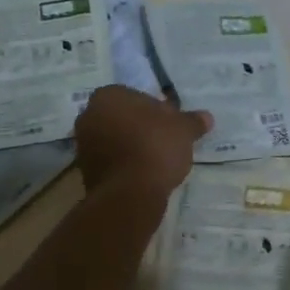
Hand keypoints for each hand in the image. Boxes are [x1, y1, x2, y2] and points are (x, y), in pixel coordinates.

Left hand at [73, 86, 210, 193]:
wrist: (130, 193)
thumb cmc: (155, 147)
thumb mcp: (183, 130)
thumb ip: (193, 121)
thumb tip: (207, 117)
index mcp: (108, 96)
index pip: (135, 96)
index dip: (155, 110)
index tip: (170, 124)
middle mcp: (89, 115)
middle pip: (122, 117)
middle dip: (140, 126)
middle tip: (165, 140)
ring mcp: (82, 145)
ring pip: (114, 139)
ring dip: (131, 146)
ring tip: (156, 160)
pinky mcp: (84, 171)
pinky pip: (110, 161)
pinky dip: (124, 164)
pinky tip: (143, 174)